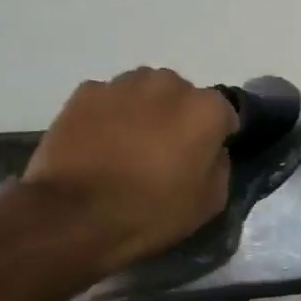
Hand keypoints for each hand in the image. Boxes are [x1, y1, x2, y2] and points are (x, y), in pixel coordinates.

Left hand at [23, 68, 235, 276]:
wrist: (76, 215)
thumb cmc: (151, 212)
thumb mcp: (209, 203)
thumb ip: (219, 166)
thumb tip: (211, 152)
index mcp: (205, 110)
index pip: (224, 113)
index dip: (216, 136)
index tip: (204, 157)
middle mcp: (168, 84)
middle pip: (181, 96)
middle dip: (178, 117)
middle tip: (164, 151)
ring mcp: (123, 85)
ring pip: (143, 92)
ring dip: (143, 112)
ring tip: (128, 147)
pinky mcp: (85, 93)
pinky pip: (108, 100)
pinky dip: (108, 116)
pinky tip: (99, 145)